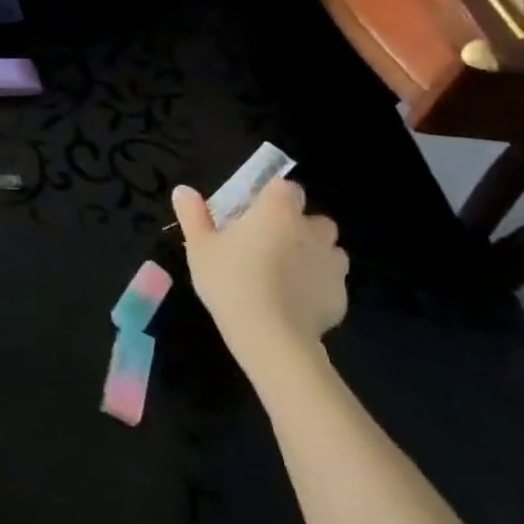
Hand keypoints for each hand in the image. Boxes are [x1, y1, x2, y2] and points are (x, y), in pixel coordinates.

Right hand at [172, 178, 348, 371]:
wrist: (271, 337)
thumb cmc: (230, 281)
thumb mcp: (200, 247)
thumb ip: (193, 215)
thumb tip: (183, 190)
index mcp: (277, 211)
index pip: (286, 187)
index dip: (272, 197)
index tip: (254, 213)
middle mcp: (311, 230)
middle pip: (313, 218)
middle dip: (297, 226)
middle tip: (268, 245)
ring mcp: (331, 264)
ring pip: (328, 250)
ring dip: (312, 254)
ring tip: (284, 274)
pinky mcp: (341, 296)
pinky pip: (330, 282)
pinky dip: (317, 286)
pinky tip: (294, 302)